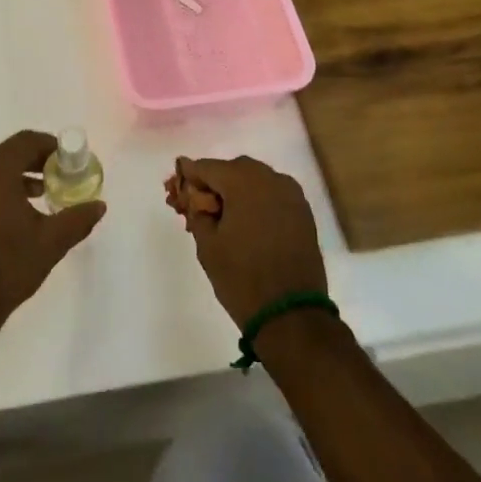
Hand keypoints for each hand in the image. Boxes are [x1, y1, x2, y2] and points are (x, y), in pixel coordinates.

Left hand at [0, 130, 105, 337]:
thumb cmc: (5, 266)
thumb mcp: (50, 243)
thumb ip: (76, 219)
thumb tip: (99, 205)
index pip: (27, 141)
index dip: (50, 147)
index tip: (67, 162)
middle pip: (6, 153)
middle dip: (32, 163)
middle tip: (54, 180)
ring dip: (11, 178)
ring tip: (35, 200)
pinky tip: (5, 218)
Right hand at [169, 155, 325, 326]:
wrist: (291, 314)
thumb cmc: (241, 277)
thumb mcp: (207, 244)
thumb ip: (197, 211)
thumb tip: (195, 197)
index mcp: (243, 182)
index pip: (207, 167)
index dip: (190, 176)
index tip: (177, 190)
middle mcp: (270, 178)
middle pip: (234, 169)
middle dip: (215, 183)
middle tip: (200, 207)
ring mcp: (291, 194)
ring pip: (256, 180)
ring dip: (238, 190)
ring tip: (225, 217)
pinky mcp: (303, 212)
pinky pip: (273, 194)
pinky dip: (258, 201)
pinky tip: (248, 223)